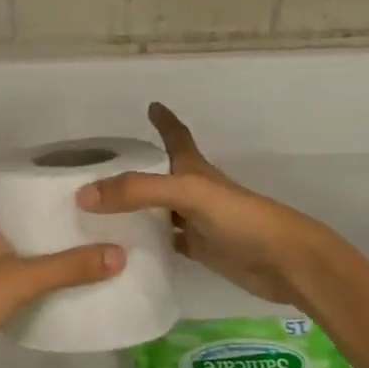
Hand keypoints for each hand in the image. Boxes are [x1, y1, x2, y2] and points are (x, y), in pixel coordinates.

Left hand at [0, 170, 123, 367]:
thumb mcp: (23, 279)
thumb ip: (69, 267)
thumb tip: (119, 253)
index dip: (3, 170)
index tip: (37, 171)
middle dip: (23, 203)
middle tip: (61, 202)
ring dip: (22, 234)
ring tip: (61, 232)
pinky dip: (18, 263)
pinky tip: (45, 271)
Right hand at [77, 103, 342, 307]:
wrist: (285, 262)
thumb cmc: (241, 218)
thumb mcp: (187, 194)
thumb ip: (138, 191)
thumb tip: (84, 195)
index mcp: (194, 170)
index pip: (176, 137)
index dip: (164, 120)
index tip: (151, 105)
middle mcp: (194, 192)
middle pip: (159, 176)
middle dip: (134, 170)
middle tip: (97, 172)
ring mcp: (197, 222)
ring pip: (158, 211)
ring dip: (133, 209)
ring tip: (96, 212)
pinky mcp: (200, 251)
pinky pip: (165, 243)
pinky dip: (146, 243)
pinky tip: (123, 250)